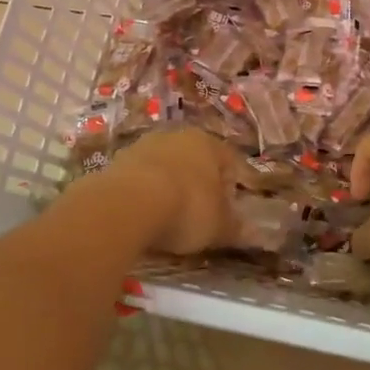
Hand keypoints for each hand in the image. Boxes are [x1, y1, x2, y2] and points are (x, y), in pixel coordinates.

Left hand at [98, 129, 239, 255]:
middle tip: (200, 213)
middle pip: (194, 160)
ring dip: (169, 186)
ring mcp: (143, 145)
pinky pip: (139, 178)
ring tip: (168, 216)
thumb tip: (253, 233)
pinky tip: (144, 215)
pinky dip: (144, 193)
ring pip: (165, 166)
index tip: (229, 210)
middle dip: (198, 183)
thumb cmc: (187, 208)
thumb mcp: (218, 226)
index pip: (229, 161)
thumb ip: (235, 228)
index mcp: (209, 143)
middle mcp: (177, 136)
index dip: (231, 186)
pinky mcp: (116, 161)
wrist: (127, 204)